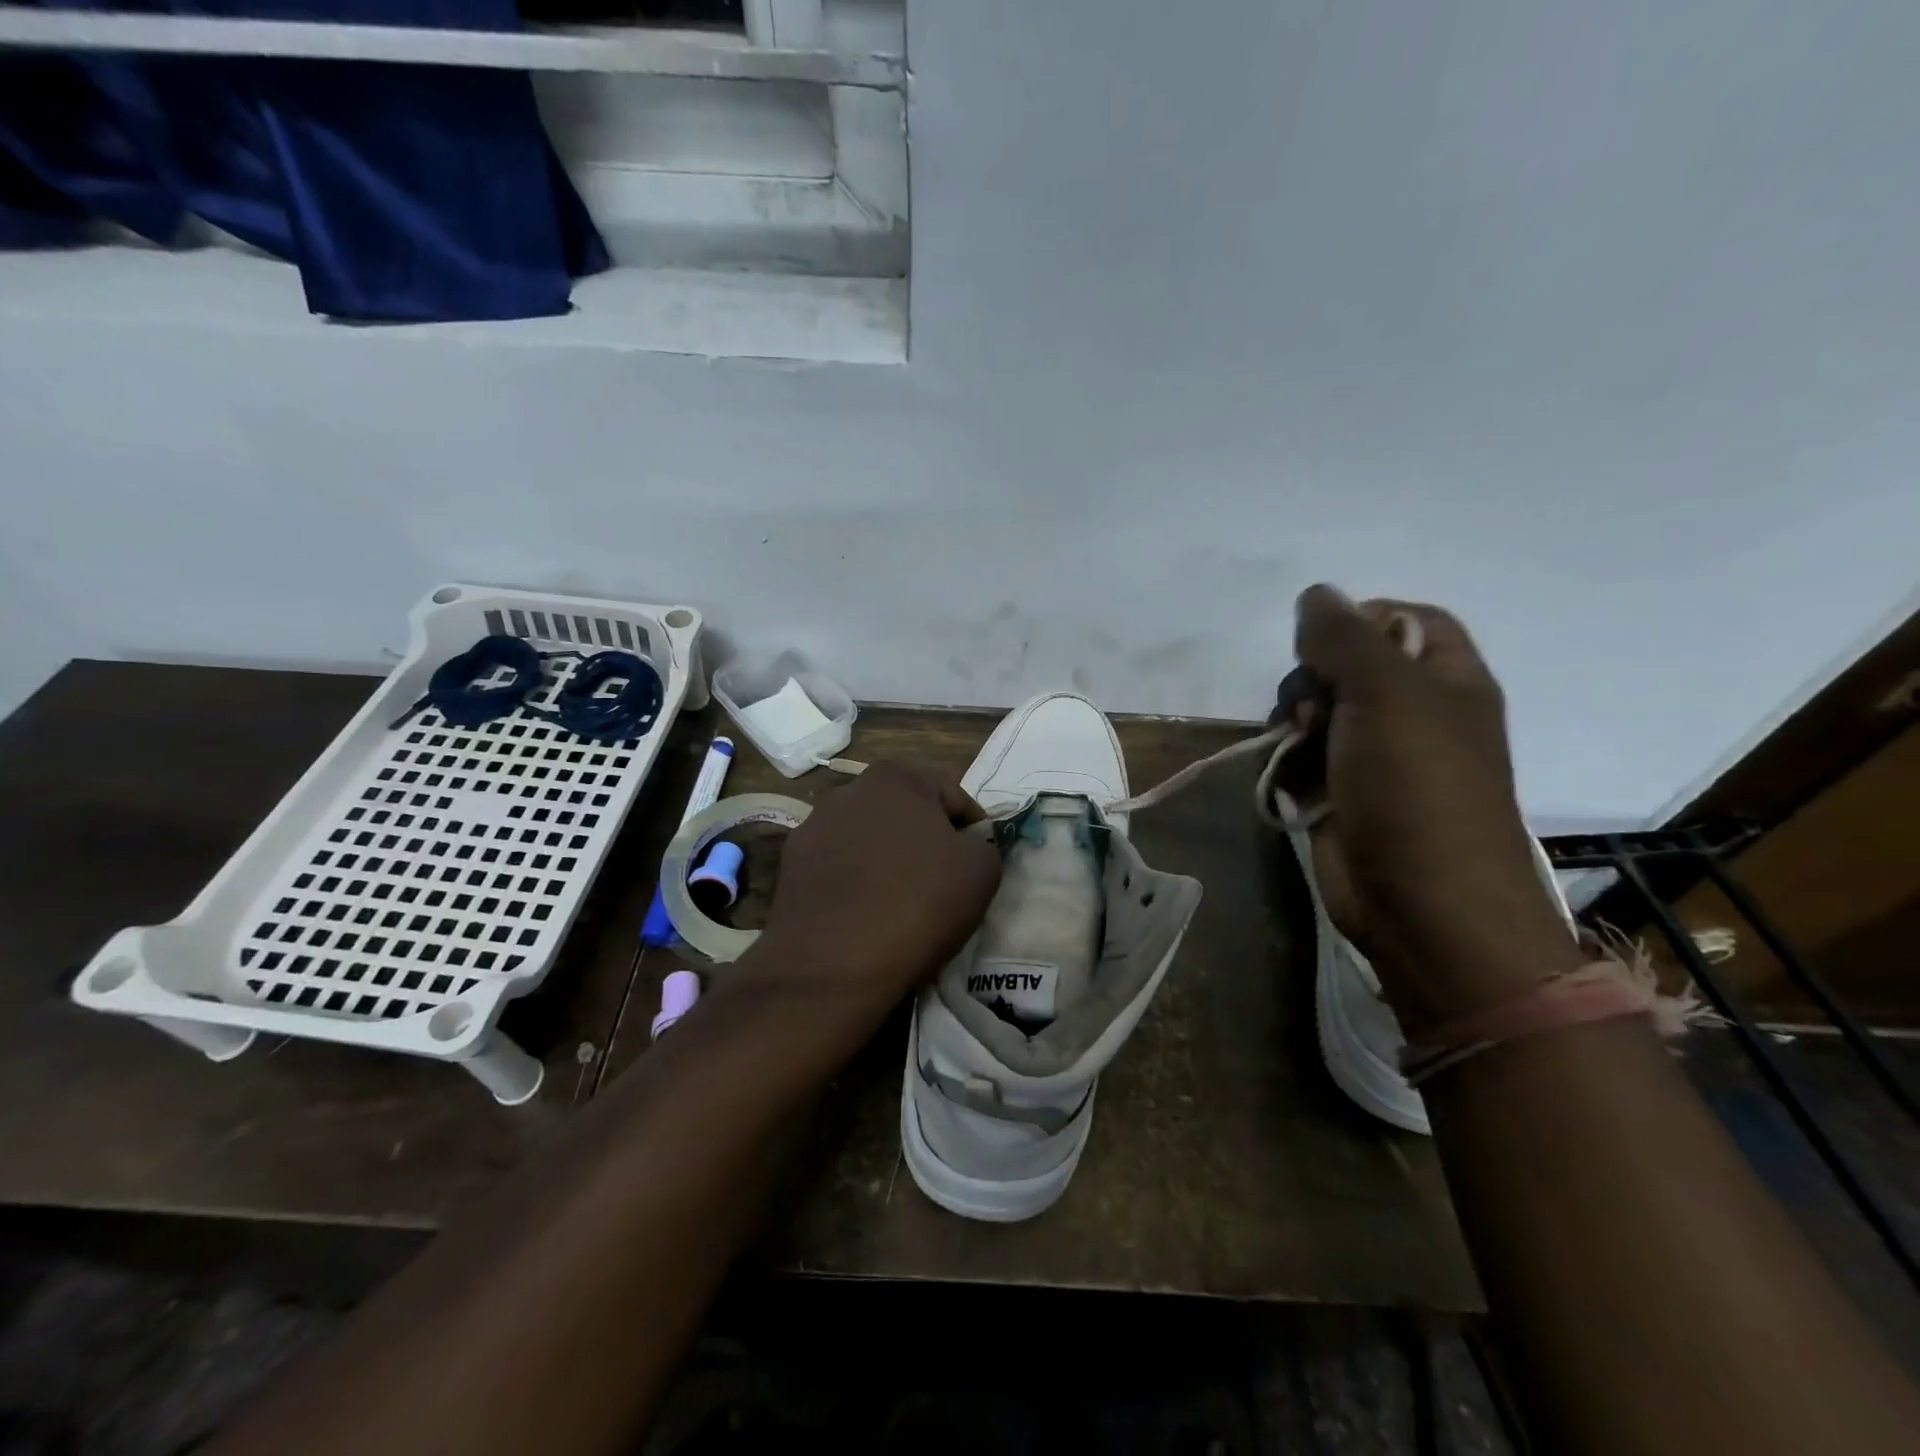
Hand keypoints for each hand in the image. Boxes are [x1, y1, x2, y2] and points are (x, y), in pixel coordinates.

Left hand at [754, 761, 1001, 1015]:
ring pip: (870, 838)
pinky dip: (856, 881)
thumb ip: (983, 844)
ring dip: (888, 859)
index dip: (975, 831)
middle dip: (927, 839)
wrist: (833, 962)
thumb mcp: (982, 871)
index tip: (978, 866)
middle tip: (944, 882)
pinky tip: (866, 913)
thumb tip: (967, 846)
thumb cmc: (918, 904)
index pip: (955, 797)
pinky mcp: (791, 864)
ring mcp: (814, 826)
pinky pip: (840, 866)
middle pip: (907, 812)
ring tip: (902, 901)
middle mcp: (850, 789)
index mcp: (898, 777)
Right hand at [1291, 586, 1580, 1028]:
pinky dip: (1289, 763)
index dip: (1361, 619)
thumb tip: (1314, 593)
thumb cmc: (1417, 788)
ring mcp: (1375, 759)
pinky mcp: (1342, 796)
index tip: (1322, 642)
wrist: (1422, 906)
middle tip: (1310, 707)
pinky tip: (1288, 780)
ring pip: (1317, 712)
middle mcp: (1413, 714)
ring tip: (1295, 747)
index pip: (1406, 620)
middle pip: (1348, 665)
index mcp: (1447, 680)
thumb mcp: (1384, 694)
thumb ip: (1344, 637)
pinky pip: (1303, 758)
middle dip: (1313, 678)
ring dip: (1294, 722)